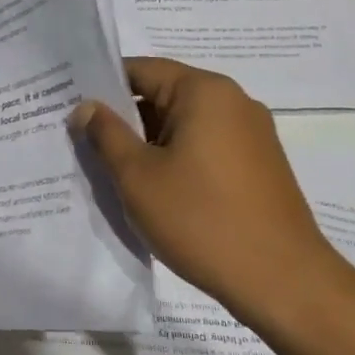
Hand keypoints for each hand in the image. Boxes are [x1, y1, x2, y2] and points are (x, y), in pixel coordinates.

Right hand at [71, 57, 346, 330]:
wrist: (285, 284)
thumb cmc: (202, 220)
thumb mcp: (137, 176)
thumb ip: (105, 134)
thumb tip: (86, 107)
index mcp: (204, 91)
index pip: (139, 69)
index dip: (100, 86)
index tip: (70, 108)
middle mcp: (233, 102)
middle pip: (162, 94)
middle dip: (123, 118)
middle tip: (83, 142)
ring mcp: (251, 134)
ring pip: (182, 124)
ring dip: (148, 143)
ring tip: (113, 171)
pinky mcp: (259, 165)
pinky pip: (204, 147)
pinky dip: (175, 159)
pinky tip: (155, 191)